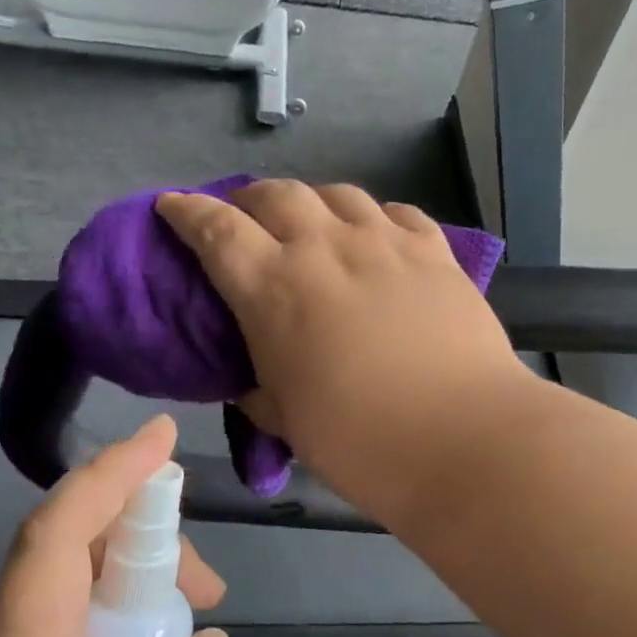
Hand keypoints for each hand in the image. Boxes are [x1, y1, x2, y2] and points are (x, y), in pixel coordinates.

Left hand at [0, 416, 228, 636]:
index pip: (63, 526)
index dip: (115, 472)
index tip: (164, 436)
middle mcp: (0, 630)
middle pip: (76, 546)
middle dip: (151, 544)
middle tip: (210, 592)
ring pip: (72, 585)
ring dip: (135, 590)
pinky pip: (62, 624)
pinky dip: (111, 626)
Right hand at [155, 180, 534, 518]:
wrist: (464, 439)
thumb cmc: (360, 442)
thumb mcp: (288, 421)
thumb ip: (262, 391)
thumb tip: (257, 384)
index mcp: (274, 288)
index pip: (215, 229)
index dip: (187, 211)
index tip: (172, 205)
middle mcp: (325, 248)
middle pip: (276, 195)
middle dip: (250, 199)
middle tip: (246, 219)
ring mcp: (385, 243)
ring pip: (338, 194)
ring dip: (312, 202)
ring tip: (312, 222)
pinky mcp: (435, 252)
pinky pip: (397, 213)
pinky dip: (374, 218)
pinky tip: (376, 236)